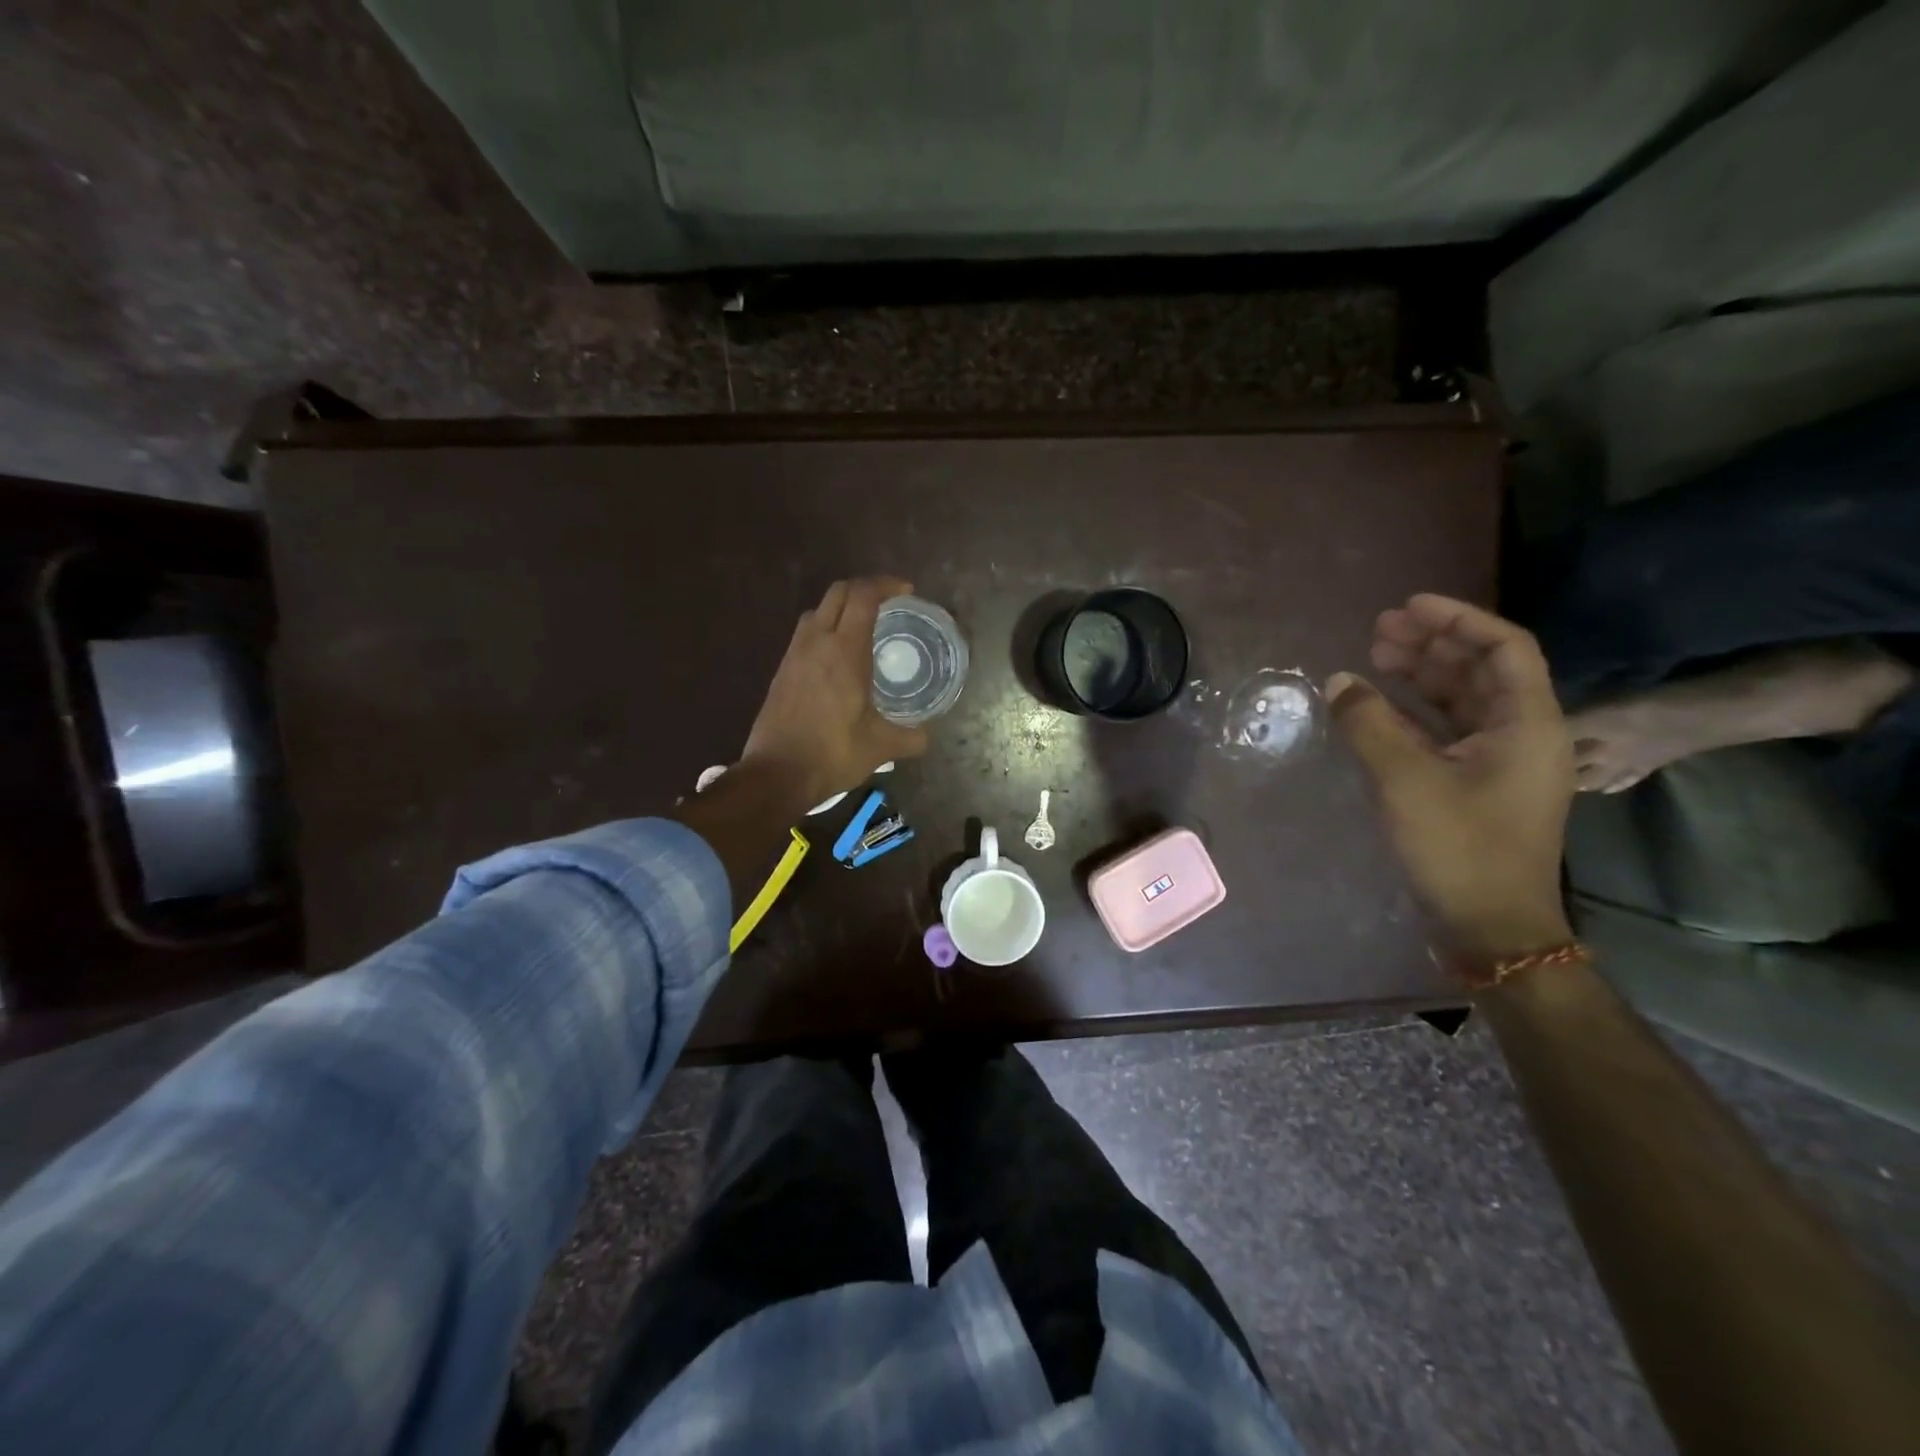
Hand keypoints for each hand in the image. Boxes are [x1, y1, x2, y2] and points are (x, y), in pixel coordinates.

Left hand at [741, 577, 929, 808]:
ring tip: (862, 627)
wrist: (776, 774)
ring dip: (840, 608)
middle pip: (838, 593)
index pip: (863, 597)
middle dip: (864, 589)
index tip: (906, 591)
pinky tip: (837, 657)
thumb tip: (926, 735)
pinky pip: (805, 634)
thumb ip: (910, 737)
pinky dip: (824, 629)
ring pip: (816, 611)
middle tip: (887, 603)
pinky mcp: (781, 671)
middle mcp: (816, 643)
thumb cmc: (832, 754)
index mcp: (845, 652)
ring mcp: (794, 655)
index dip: (886, 585)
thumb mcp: (880, 748)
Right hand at [1328, 594, 1575, 965]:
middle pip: (1479, 670)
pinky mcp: (1475, 786)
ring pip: (1462, 700)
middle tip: (1379, 629)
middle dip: (1431, 644)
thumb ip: (1369, 723)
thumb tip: (1340, 681)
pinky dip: (1413, 713)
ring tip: (1375, 656)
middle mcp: (1522, 734)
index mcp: (1527, 723)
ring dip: (1421, 675)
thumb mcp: (1405, 779)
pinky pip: (1445, 732)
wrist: (1490, 926)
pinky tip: (1377, 706)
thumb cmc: (1458, 847)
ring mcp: (1499, 763)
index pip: (1502, 648)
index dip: (1456, 620)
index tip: (1407, 607)